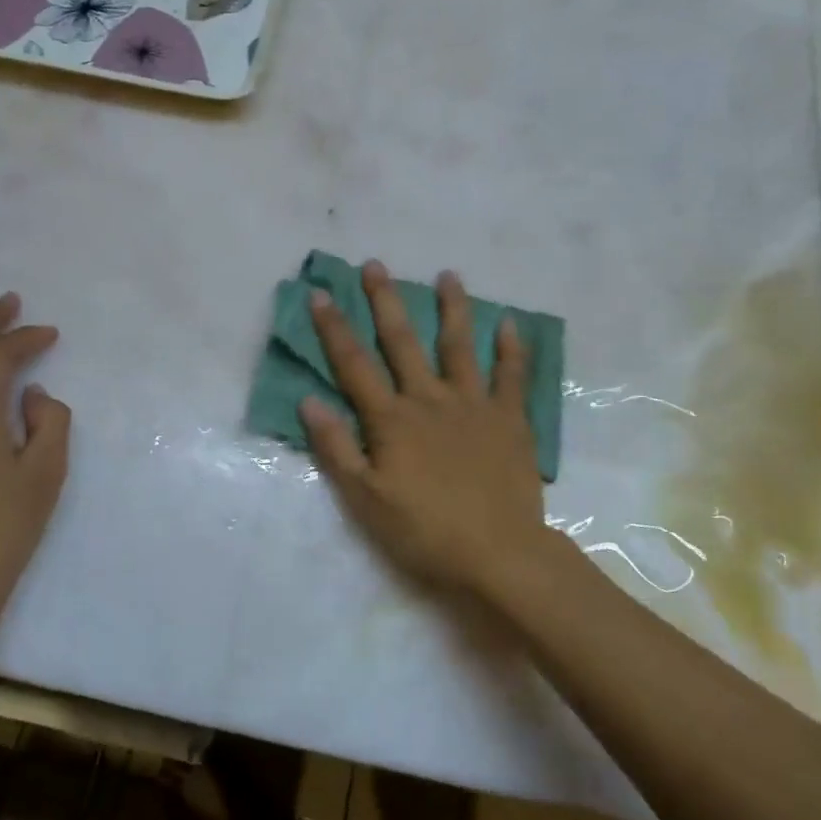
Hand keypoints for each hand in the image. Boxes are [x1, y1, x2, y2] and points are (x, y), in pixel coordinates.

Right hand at [300, 261, 554, 600]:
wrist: (498, 554)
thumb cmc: (424, 531)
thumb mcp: (366, 499)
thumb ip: (337, 447)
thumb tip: (308, 401)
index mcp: (392, 420)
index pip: (354, 365)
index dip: (334, 328)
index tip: (321, 294)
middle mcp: (430, 400)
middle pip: (402, 342)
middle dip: (386, 301)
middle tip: (376, 265)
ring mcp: (473, 405)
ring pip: (459, 346)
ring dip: (453, 309)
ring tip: (450, 275)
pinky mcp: (510, 420)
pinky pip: (512, 377)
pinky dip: (511, 349)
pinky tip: (510, 323)